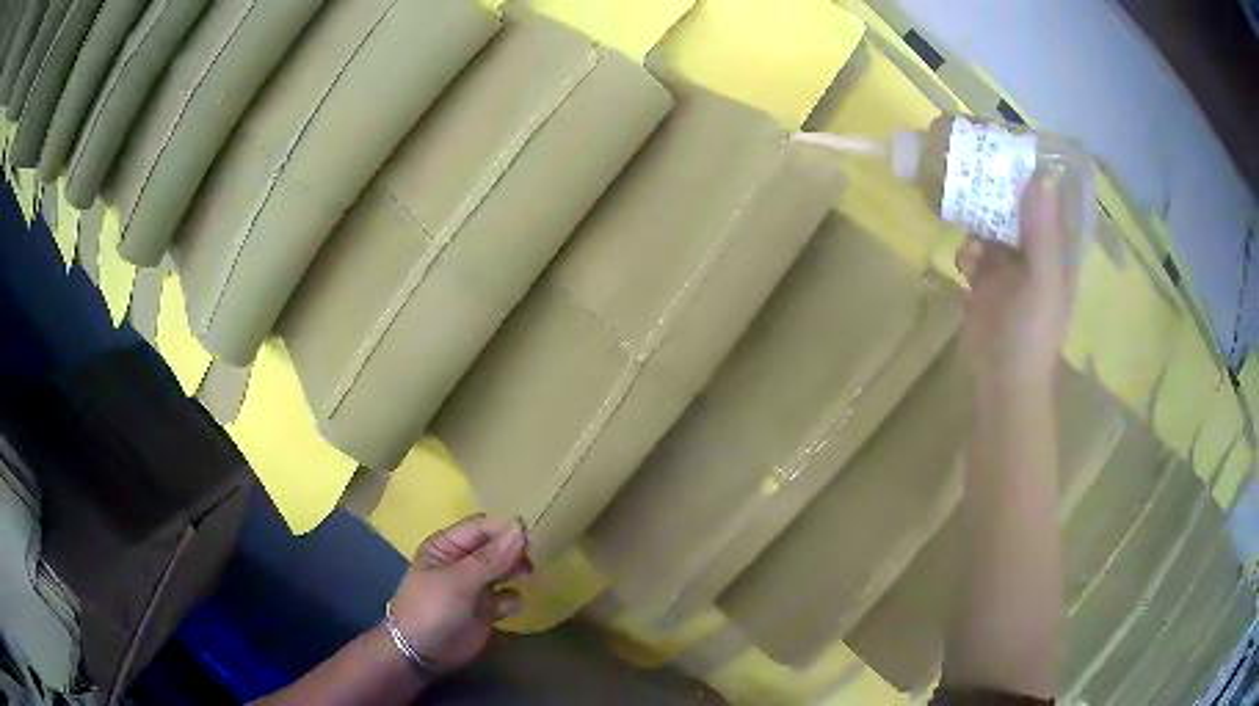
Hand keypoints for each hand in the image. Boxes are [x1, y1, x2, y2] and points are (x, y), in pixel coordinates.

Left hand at [388, 515, 531, 673]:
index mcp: (448, 545)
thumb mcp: (458, 580)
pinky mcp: (487, 609)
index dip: (506, 530)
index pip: (483, 527)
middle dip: (515, 551)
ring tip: (527, 578)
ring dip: (518, 572)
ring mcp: (476, 585)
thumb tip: (521, 525)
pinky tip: (508, 608)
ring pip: (506, 569)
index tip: (532, 539)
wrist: (421, 654)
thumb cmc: (432, 608)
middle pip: (497, 546)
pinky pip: (508, 596)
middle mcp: (463, 561)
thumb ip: (491, 557)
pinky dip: (513, 599)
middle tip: (531, 562)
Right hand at [955, 175, 1074, 388]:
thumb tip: (1040, 175)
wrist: (1003, 378)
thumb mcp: (1043, 279)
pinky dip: (967, 253)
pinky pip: (973, 251)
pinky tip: (966, 266)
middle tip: (976, 169)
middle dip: (999, 192)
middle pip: (1016, 208)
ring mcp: (1008, 266)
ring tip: (972, 232)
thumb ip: (1042, 231)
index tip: (1014, 150)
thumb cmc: (1033, 332)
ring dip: (979, 225)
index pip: (1049, 202)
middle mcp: (1034, 251)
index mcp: (1056, 250)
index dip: (1036, 174)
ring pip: (991, 226)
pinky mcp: (984, 280)